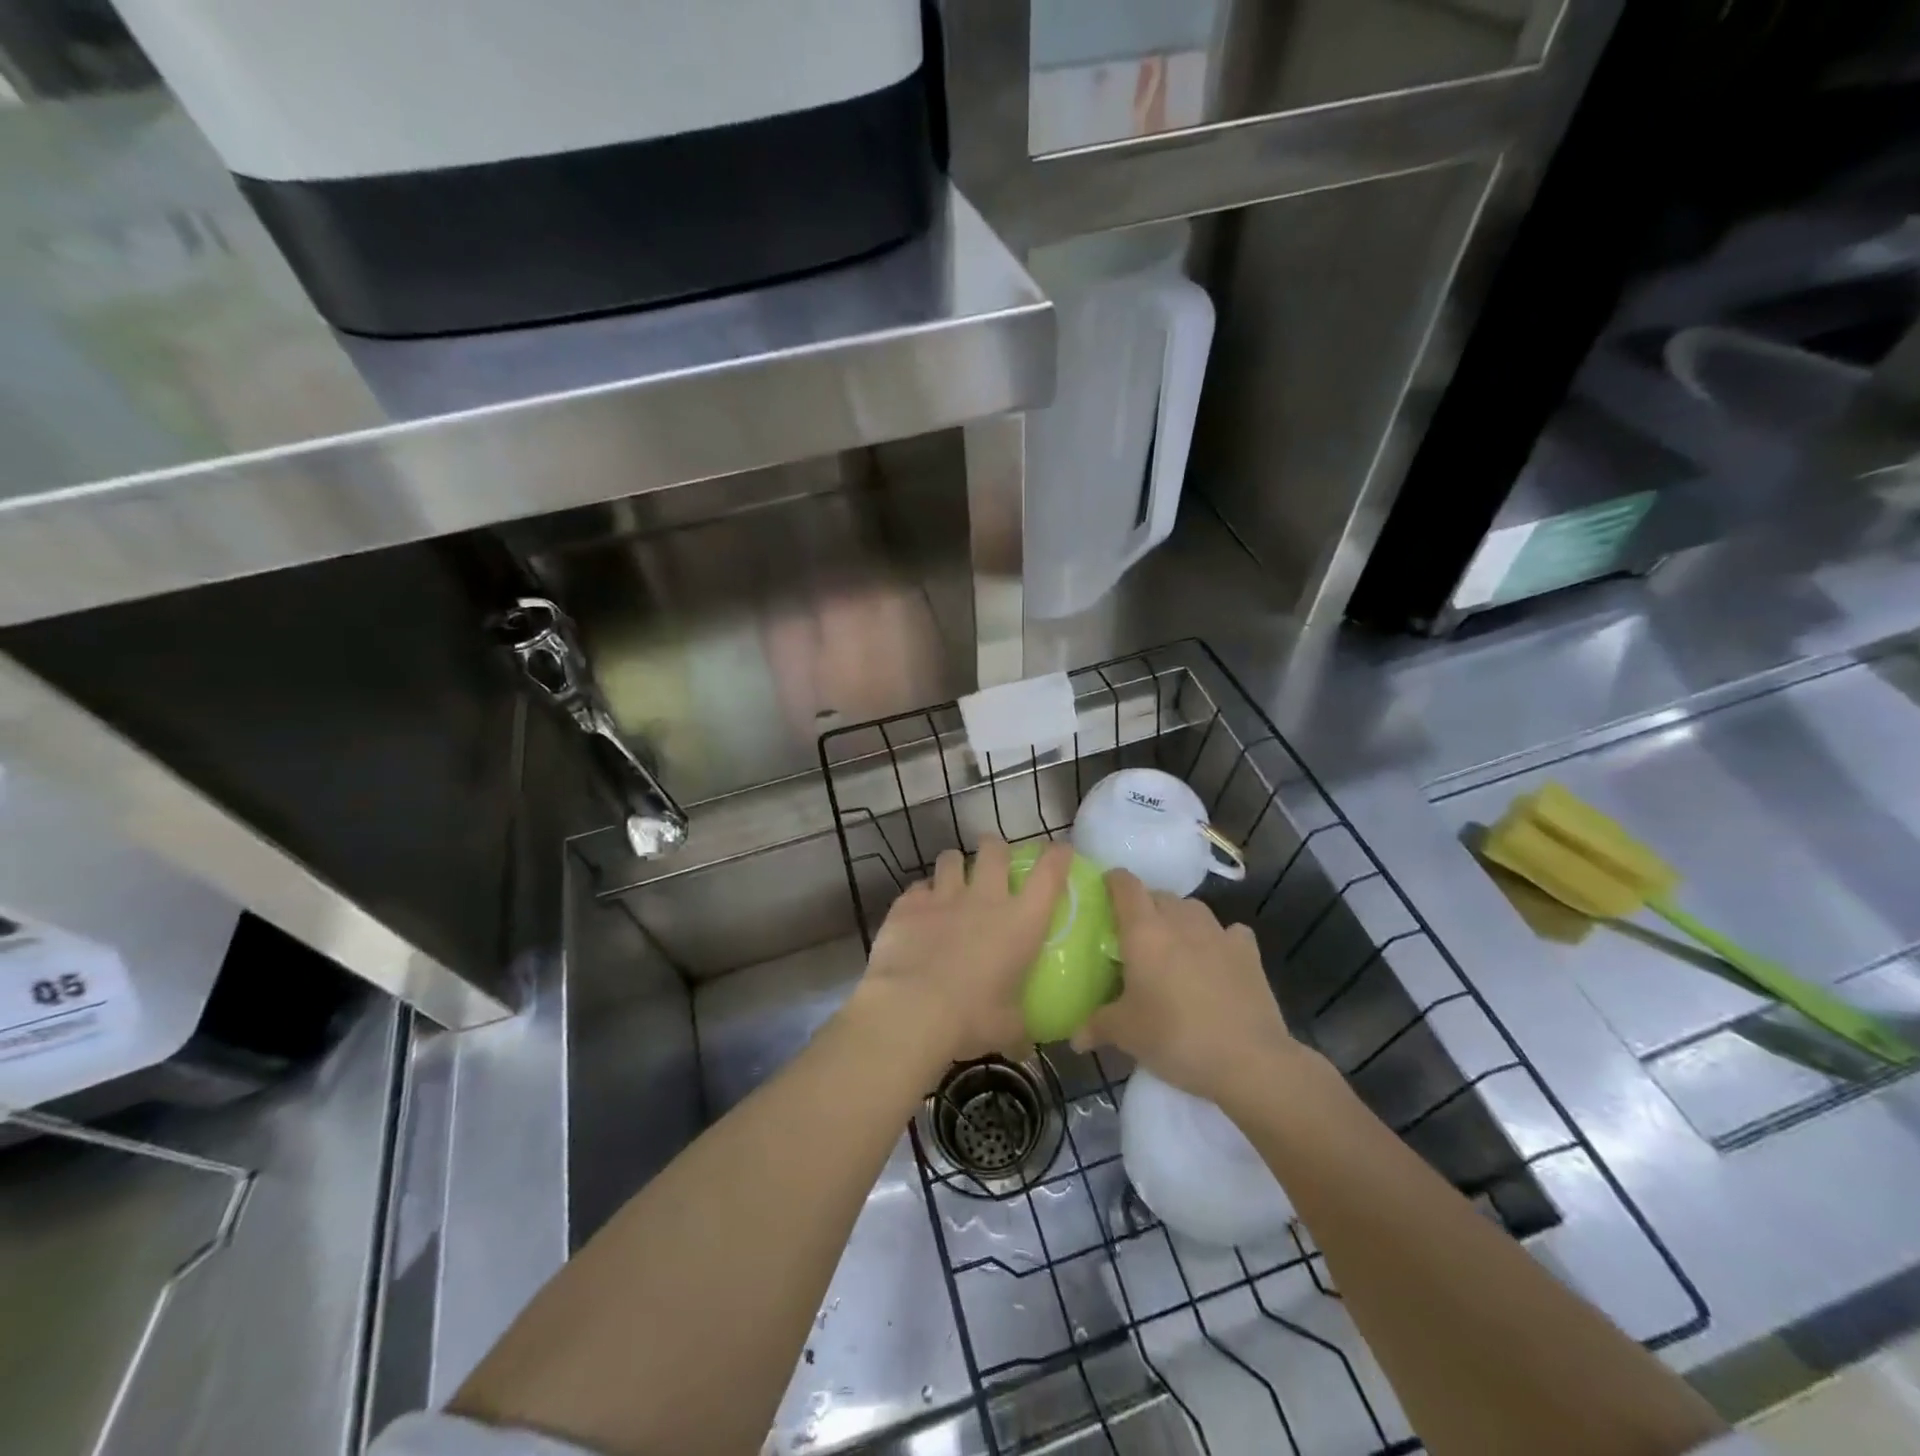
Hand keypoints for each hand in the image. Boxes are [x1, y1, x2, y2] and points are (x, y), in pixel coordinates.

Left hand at [854, 836, 1072, 1064]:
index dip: (1057, 856)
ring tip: (953, 879)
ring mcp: (943, 897)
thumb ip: (1019, 1029)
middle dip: (996, 849)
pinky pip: (917, 888)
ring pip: (951, 859)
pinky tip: (918, 911)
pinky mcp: (907, 905)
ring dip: (955, 866)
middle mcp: (984, 898)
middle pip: (994, 850)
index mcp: (1020, 922)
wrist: (911, 1010)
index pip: (1049, 873)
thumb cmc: (972, 1018)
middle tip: (995, 863)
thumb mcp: (1007, 1029)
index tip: (1059, 851)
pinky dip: (920, 896)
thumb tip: (1025, 1044)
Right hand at [1074, 869, 1309, 1104]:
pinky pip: (1229, 932)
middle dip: (1145, 907)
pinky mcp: (1248, 952)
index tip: (1103, 892)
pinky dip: (1220, 939)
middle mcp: (1180, 920)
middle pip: (1158, 895)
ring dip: (1180, 919)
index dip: (1112, 882)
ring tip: (1174, 946)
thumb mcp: (1126, 1034)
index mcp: (1144, 930)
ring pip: (1193, 909)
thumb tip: (1075, 1038)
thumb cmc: (1175, 1037)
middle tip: (1135, 936)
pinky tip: (1217, 959)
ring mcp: (1218, 933)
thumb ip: (1096, 1026)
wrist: (1248, 1060)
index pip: (1125, 884)